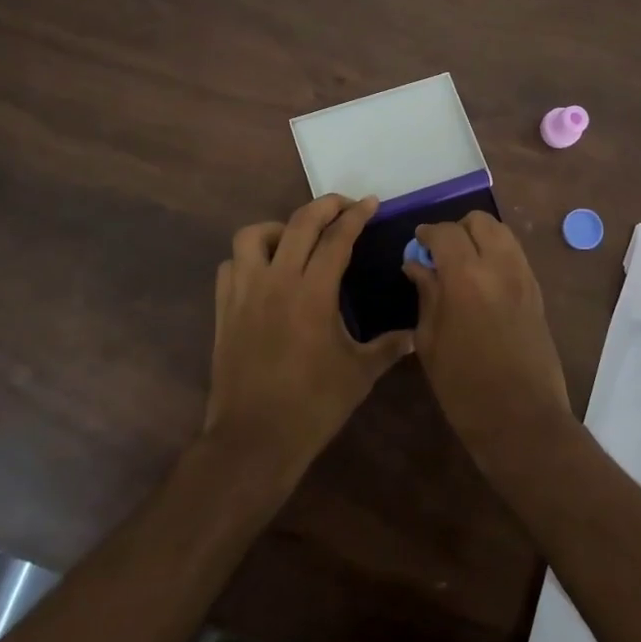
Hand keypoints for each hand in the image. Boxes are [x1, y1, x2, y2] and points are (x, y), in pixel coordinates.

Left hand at [204, 195, 413, 494]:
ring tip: (295, 239)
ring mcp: (245, 292)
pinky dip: (248, 258)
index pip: (337, 238)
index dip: (356, 216)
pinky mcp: (224, 309)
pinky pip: (231, 266)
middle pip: (299, 224)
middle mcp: (277, 280)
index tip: (370, 203)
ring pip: (252, 236)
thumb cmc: (312, 406)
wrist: (254, 438)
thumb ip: (389, 347)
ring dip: (278, 227)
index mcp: (313, 292)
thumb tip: (416, 336)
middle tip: (344, 205)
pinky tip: (264, 272)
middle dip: (325, 206)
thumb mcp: (360, 374)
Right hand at [404, 212, 573, 465]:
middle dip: (458, 230)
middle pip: (481, 222)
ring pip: (503, 234)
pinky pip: (516, 256)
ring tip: (463, 265)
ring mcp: (524, 278)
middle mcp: (500, 267)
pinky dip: (498, 255)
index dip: (428, 233)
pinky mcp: (538, 294)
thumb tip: (417, 264)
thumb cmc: (463, 387)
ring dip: (481, 239)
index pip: (446, 232)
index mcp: (466, 277)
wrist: (521, 420)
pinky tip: (483, 282)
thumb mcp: (430, 341)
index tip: (417, 243)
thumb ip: (426, 294)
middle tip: (441, 254)